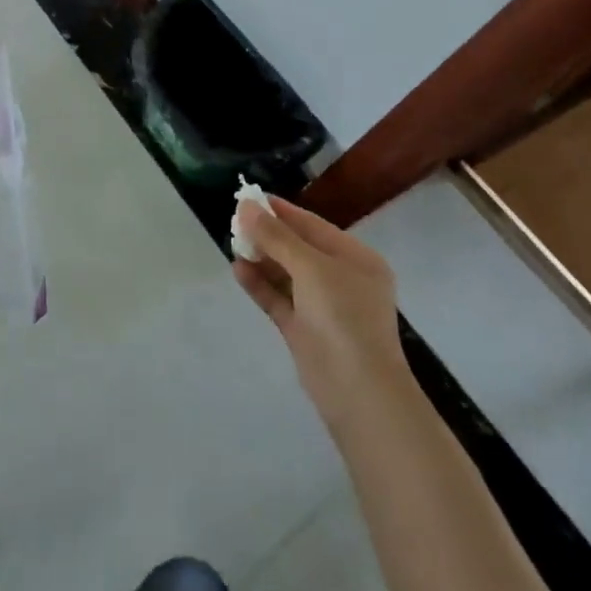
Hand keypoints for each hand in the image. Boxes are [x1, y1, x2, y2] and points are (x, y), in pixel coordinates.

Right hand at [233, 197, 408, 426]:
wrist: (358, 393)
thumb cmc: (343, 317)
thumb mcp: (311, 268)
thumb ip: (277, 236)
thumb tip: (247, 206)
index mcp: (356, 259)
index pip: (313, 226)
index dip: (281, 211)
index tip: (249, 197)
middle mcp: (342, 279)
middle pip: (298, 248)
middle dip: (268, 235)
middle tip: (234, 220)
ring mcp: (323, 307)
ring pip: (286, 274)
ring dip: (261, 258)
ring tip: (232, 243)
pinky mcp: (305, 331)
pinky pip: (279, 299)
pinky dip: (260, 284)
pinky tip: (237, 270)